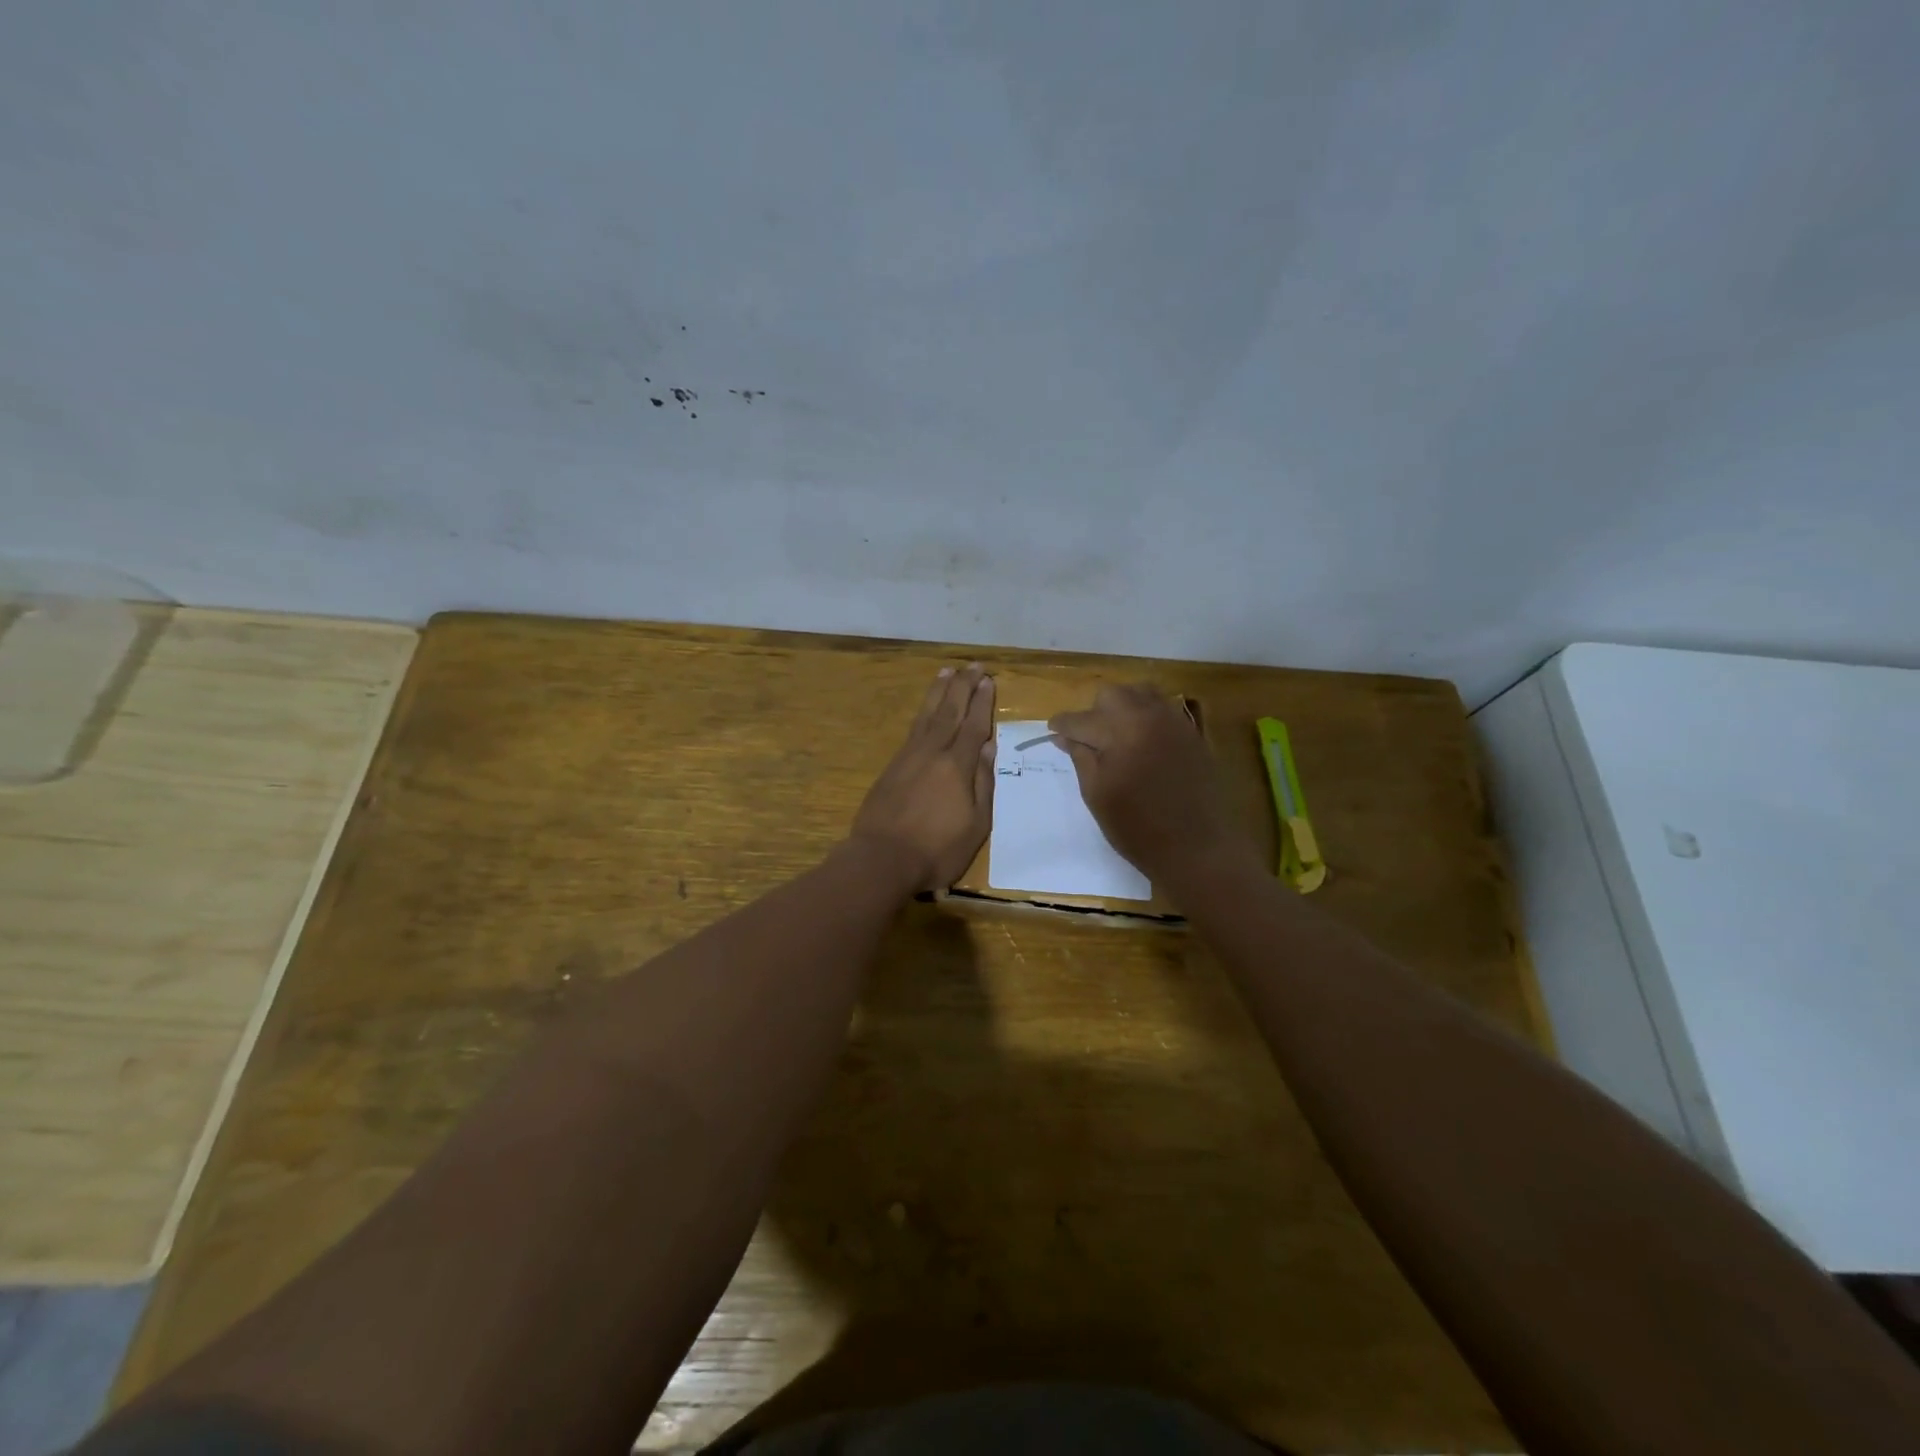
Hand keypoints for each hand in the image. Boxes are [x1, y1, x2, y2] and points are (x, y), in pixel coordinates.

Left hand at [850, 665, 995, 892]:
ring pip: (927, 716)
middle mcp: (932, 753)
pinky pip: (912, 729)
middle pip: (950, 712)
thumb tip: (987, 748)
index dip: (982, 702)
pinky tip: (926, 709)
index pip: (973, 726)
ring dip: (939, 692)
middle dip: (963, 687)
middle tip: (973, 666)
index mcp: (956, 766)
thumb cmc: (937, 850)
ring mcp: (908, 757)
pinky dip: (922, 712)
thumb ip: (982, 784)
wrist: (881, 859)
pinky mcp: (892, 767)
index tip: (988, 680)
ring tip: (947, 672)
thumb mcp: (976, 825)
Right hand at [1048, 684, 1253, 885]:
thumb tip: (1065, 736)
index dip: (1062, 725)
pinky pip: (1163, 709)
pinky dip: (1146, 716)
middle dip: (1094, 712)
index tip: (1052, 732)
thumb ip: (1081, 758)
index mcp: (1120, 731)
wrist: (1198, 848)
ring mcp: (1174, 722)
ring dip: (1122, 707)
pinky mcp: (1192, 733)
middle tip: (1088, 740)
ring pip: (1140, 694)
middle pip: (1111, 695)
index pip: (1080, 719)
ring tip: (1116, 736)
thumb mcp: (1097, 795)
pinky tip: (1141, 743)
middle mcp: (1148, 716)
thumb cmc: (1138, 828)